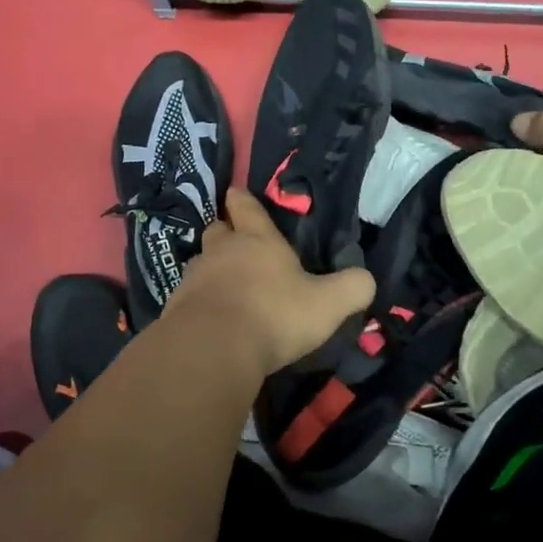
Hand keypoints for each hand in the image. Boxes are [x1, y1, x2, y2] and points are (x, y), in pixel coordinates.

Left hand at [167, 187, 376, 376]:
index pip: (246, 207)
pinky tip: (210, 318)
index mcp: (257, 240)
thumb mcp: (327, 305)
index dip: (243, 199)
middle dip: (226, 232)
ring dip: (211, 269)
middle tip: (236, 243)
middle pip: (217, 230)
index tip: (237, 193)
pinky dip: (199, 301)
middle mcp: (222, 251)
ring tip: (225, 285)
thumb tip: (366, 279)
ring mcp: (194, 278)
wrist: (212, 349)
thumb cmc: (274, 315)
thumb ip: (352, 288)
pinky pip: (188, 296)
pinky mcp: (175, 307)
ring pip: (201, 263)